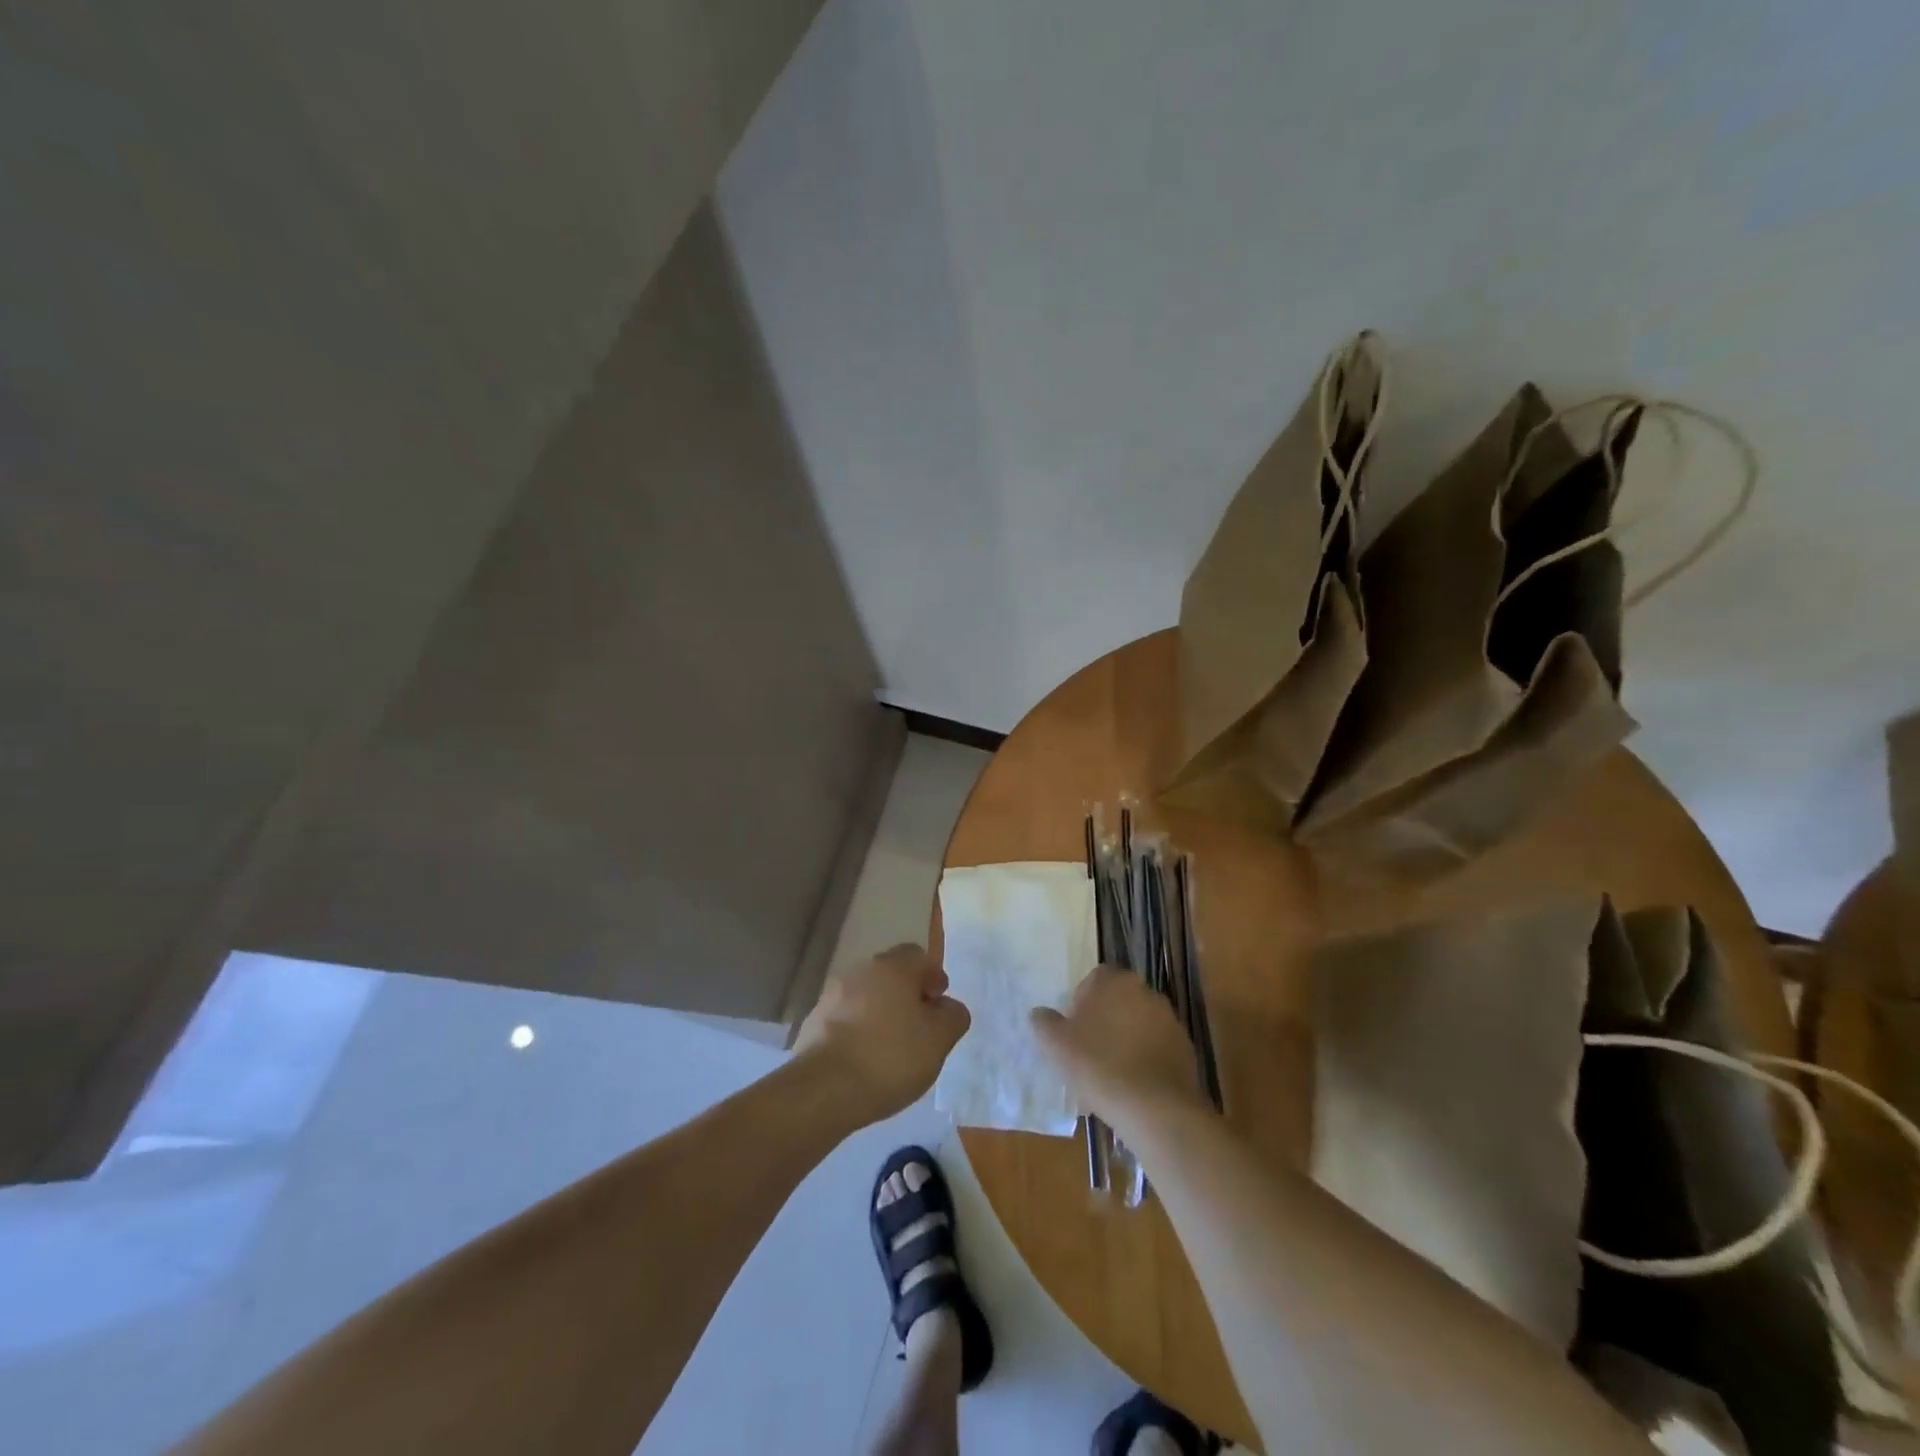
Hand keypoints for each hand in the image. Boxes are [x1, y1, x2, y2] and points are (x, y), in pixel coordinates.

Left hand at [795, 943, 970, 1123]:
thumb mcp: (939, 1040)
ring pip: (865, 996)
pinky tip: (863, 1060)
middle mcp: (860, 971)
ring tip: (890, 1048)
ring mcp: (831, 995)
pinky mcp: (813, 1022)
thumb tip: (948, 1007)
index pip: (919, 956)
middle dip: (906, 995)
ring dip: (880, 1013)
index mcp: (893, 967)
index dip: (933, 978)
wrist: (824, 1089)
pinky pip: (844, 1018)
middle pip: (890, 974)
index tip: (938, 1006)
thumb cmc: (890, 1057)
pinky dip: (857, 1031)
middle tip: (918, 1027)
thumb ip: (953, 1017)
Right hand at [1031, 967, 1210, 1130]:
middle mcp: (1145, 991)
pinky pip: (1157, 1046)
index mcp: (1114, 981)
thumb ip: (1044, 1023)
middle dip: (1105, 1018)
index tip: (1074, 1029)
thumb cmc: (1099, 1066)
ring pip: (1139, 1022)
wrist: (1155, 1108)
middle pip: (1118, 999)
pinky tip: (1134, 1083)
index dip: (1081, 1002)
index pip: (1094, 979)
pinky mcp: (1185, 1048)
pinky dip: (1146, 1057)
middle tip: (1089, 1048)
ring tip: (1112, 1070)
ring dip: (1127, 1037)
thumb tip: (1040, 1013)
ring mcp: (1169, 1019)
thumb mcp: (1056, 1045)